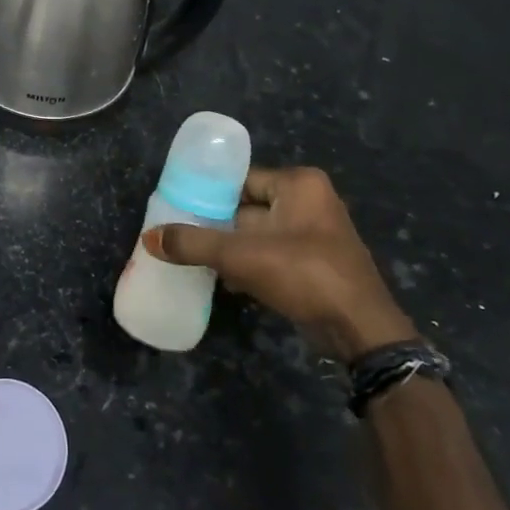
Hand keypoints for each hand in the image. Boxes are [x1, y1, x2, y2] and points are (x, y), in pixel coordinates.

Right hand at [145, 166, 416, 360]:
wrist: (360, 329)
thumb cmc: (303, 274)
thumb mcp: (240, 255)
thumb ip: (192, 244)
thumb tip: (148, 238)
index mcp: (299, 184)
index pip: (241, 179)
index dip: (209, 193)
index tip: (179, 208)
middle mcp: (311, 201)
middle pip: (248, 207)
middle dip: (218, 225)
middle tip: (183, 235)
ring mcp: (316, 234)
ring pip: (259, 234)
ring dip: (232, 249)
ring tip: (197, 259)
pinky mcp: (317, 263)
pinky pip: (274, 254)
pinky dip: (251, 265)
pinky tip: (226, 282)